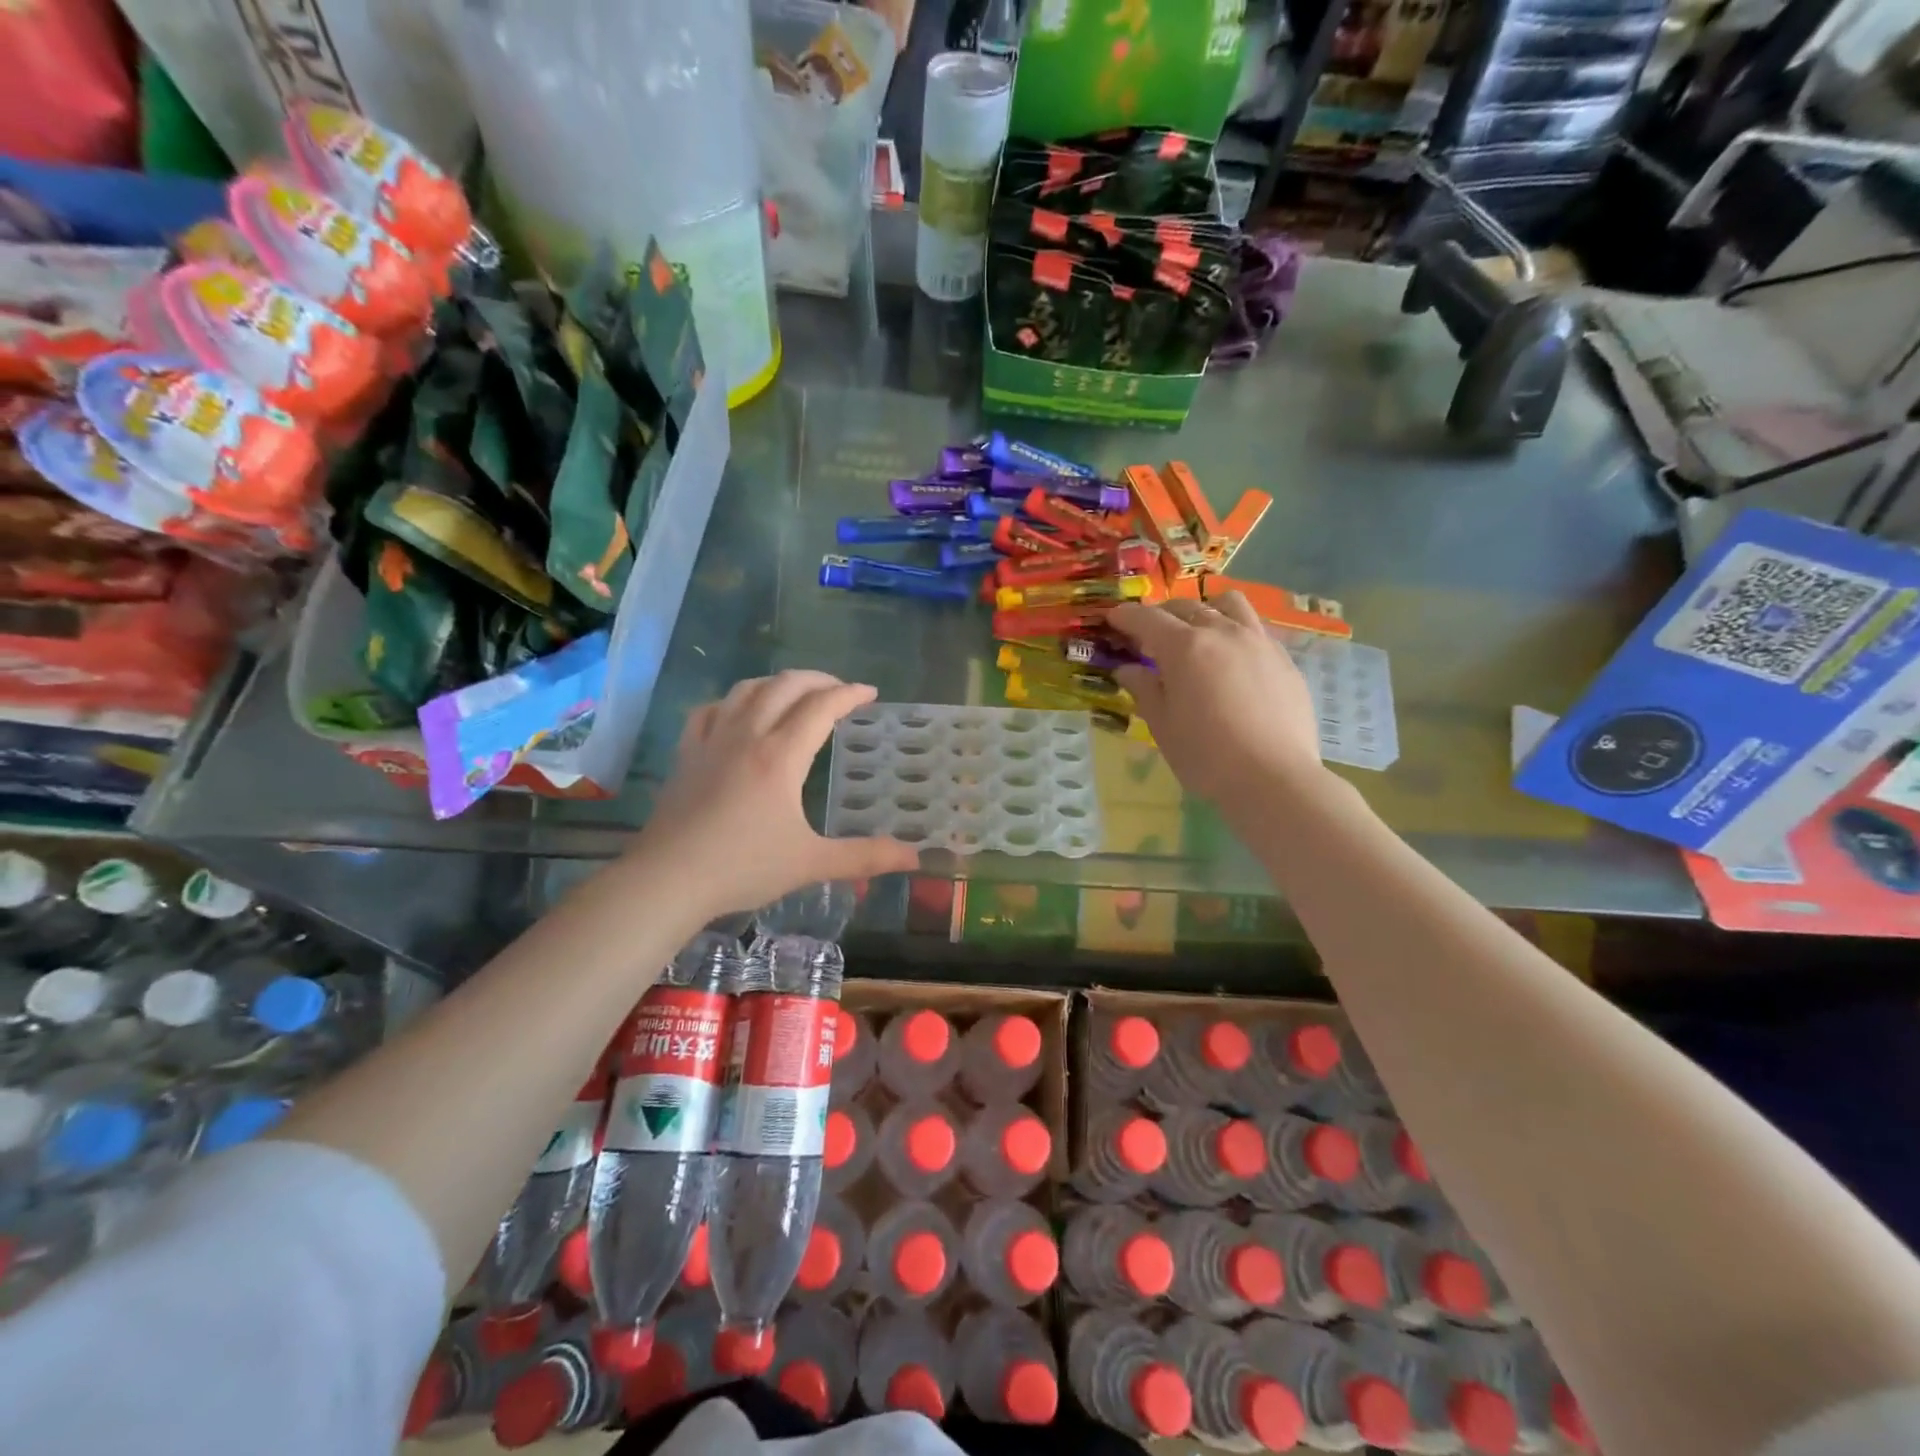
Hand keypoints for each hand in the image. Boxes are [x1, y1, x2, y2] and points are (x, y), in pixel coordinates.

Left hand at [632, 672, 921, 918]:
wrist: (667, 880)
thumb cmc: (743, 867)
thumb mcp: (811, 863)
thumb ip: (865, 856)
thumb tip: (916, 857)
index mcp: (781, 756)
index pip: (821, 706)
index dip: (849, 694)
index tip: (870, 694)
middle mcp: (748, 735)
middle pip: (786, 685)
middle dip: (819, 679)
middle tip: (840, 691)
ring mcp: (712, 740)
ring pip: (747, 689)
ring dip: (778, 683)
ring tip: (796, 694)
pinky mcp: (687, 753)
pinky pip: (711, 709)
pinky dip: (733, 701)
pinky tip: (739, 713)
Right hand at [1107, 593, 1325, 807]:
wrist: (1274, 778)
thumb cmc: (1206, 756)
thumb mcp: (1163, 725)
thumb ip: (1144, 689)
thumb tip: (1128, 669)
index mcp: (1184, 647)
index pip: (1147, 618)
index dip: (1126, 616)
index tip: (1113, 619)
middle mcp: (1222, 632)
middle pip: (1186, 606)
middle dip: (1162, 614)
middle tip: (1149, 636)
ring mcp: (1258, 641)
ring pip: (1228, 605)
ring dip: (1204, 610)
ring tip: (1197, 631)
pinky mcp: (1283, 658)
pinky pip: (1254, 628)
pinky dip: (1234, 632)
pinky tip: (1231, 660)